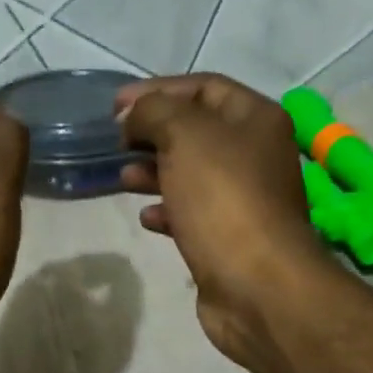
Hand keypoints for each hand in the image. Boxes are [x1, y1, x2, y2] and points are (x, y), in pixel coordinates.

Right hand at [116, 75, 338, 367]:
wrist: (256, 285)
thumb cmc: (223, 199)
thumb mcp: (184, 136)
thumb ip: (155, 111)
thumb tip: (135, 116)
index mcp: (256, 119)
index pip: (204, 87)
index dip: (157, 89)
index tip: (115, 107)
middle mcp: (256, 154)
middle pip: (197, 131)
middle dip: (153, 132)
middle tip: (116, 142)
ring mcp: (244, 199)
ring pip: (192, 173)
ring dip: (154, 171)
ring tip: (123, 178)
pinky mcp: (229, 238)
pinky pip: (192, 213)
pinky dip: (167, 210)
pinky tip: (146, 218)